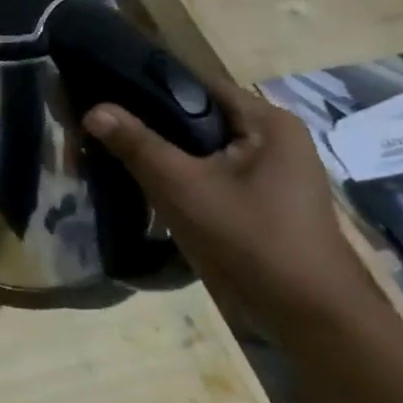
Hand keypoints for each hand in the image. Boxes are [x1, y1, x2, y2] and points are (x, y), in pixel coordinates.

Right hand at [82, 80, 387, 335]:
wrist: (309, 317)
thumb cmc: (250, 240)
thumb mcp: (183, 188)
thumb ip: (137, 145)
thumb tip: (93, 109)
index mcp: (268, 123)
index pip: (196, 85)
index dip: (147, 86)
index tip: (102, 93)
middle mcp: (274, 139)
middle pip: (197, 118)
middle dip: (149, 124)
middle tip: (99, 129)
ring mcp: (270, 173)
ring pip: (201, 150)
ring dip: (162, 154)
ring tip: (112, 154)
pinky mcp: (261, 202)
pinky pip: (210, 175)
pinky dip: (179, 177)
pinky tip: (144, 186)